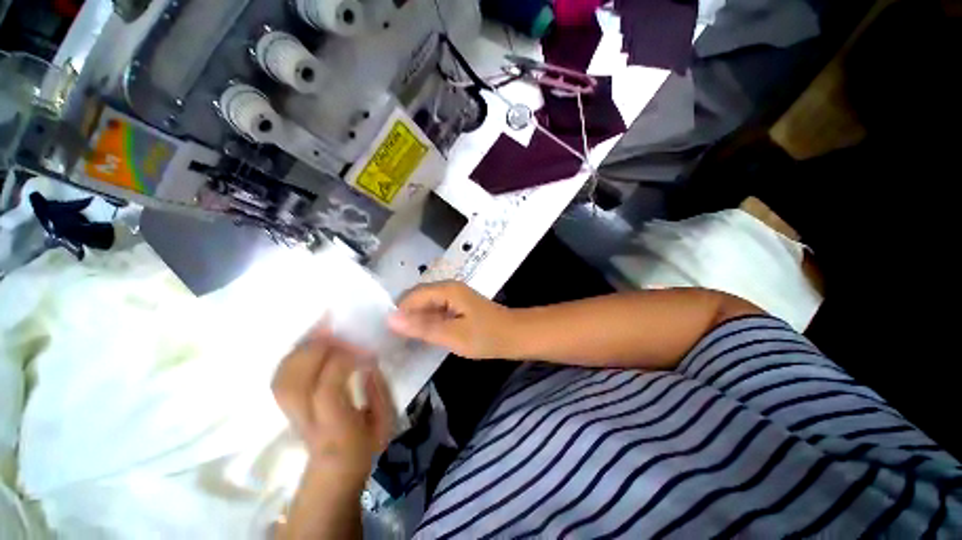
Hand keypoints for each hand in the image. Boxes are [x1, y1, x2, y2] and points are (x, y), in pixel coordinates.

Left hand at [271, 328, 394, 489]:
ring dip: (300, 350)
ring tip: (322, 331)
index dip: (341, 363)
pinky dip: (293, 356)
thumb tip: (368, 362)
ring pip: (281, 379)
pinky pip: (280, 377)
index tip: (361, 348)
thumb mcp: (385, 421)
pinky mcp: (285, 407)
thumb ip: (379, 390)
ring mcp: (290, 415)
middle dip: (313, 350)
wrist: (333, 472)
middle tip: (336, 331)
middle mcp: (306, 421)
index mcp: (335, 429)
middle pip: (293, 383)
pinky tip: (310, 344)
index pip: (326, 391)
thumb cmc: (365, 446)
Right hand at [388, 281, 515, 359]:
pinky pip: (436, 311)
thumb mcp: (453, 335)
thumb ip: (422, 327)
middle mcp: (448, 288)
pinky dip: (428, 322)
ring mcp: (454, 297)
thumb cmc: (487, 336)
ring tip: (405, 340)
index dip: (399, 313)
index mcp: (447, 289)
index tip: (388, 335)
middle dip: (406, 316)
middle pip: (418, 298)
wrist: (516, 336)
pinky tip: (424, 336)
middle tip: (395, 340)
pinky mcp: (458, 307)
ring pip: (427, 305)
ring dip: (417, 320)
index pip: (412, 296)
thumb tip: (390, 319)